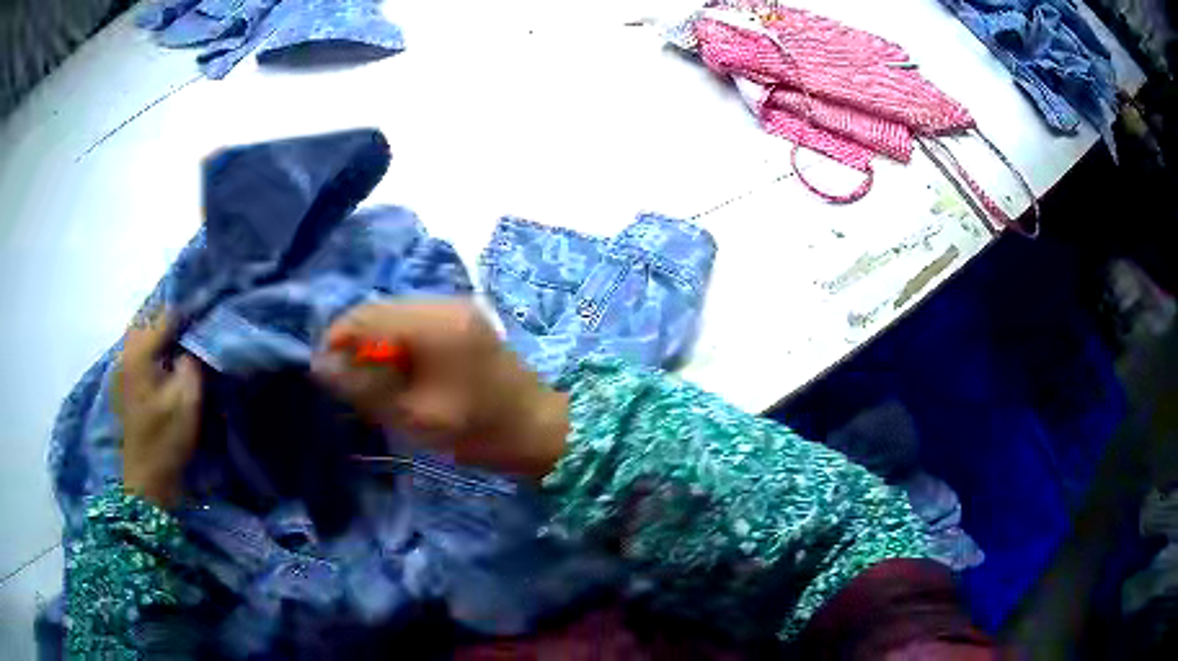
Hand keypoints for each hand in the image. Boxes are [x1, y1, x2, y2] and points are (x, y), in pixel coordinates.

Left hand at [114, 312, 203, 508]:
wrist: (146, 478)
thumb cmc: (166, 439)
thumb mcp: (187, 400)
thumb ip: (192, 362)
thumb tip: (194, 342)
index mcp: (140, 351)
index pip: (167, 314)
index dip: (190, 312)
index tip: (210, 314)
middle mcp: (127, 350)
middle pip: (150, 316)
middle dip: (173, 315)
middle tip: (197, 321)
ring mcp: (123, 366)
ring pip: (143, 331)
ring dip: (162, 329)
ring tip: (184, 334)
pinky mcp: (125, 380)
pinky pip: (140, 348)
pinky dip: (154, 344)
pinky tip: (167, 354)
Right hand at [312, 300, 568, 477]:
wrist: (538, 428)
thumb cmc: (478, 428)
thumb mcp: (414, 414)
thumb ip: (364, 387)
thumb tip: (320, 365)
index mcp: (432, 323)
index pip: (366, 315)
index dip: (337, 339)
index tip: (323, 372)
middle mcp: (442, 303)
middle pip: (380, 310)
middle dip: (355, 340)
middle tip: (346, 380)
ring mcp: (456, 307)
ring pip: (396, 314)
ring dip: (375, 341)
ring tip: (369, 379)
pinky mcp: (463, 319)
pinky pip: (415, 321)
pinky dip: (397, 341)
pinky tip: (398, 370)